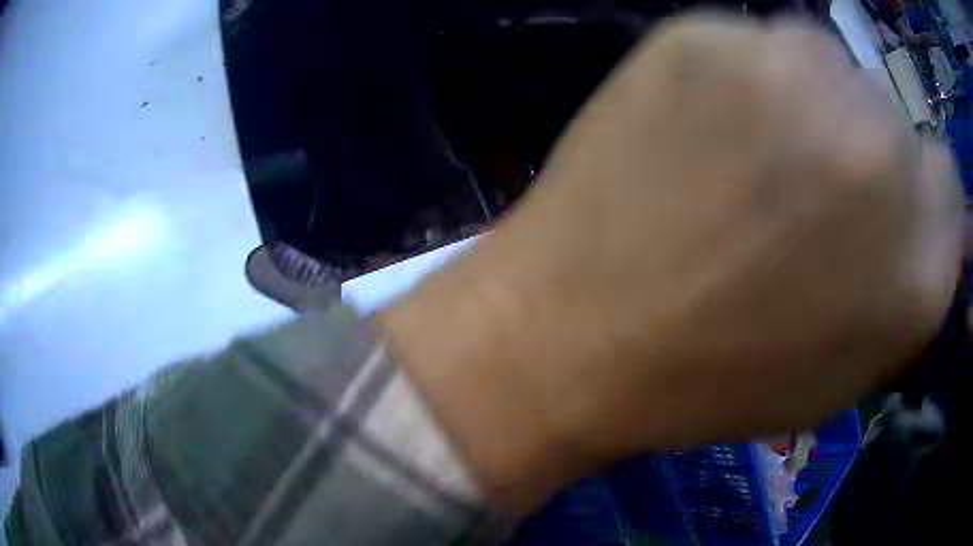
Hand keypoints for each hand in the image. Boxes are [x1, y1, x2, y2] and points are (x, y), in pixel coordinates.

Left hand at [378, 15, 961, 511]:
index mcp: (920, 265)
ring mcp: (797, 78)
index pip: (948, 182)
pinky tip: (692, 126)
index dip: (919, 189)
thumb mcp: (843, 365)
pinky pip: (746, 39)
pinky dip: (735, 76)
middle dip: (861, 147)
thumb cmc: (716, 380)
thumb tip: (923, 206)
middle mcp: (881, 156)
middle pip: (891, 114)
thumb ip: (903, 282)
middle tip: (800, 186)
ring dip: (803, 100)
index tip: (886, 198)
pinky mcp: (703, 37)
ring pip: (824, 61)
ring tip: (742, 155)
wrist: (576, 338)